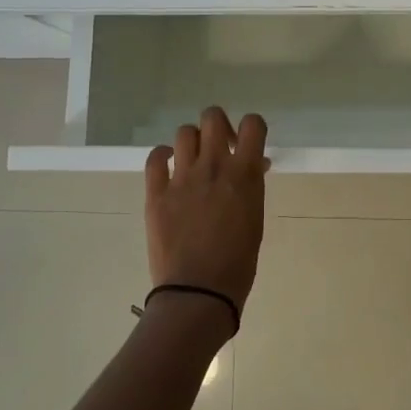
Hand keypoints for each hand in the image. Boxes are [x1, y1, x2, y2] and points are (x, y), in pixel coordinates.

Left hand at [144, 107, 267, 321]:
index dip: (252, 127)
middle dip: (219, 127)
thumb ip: (251, 186)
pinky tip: (169, 167)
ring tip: (194, 161)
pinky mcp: (157, 193)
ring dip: (193, 142)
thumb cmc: (238, 262)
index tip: (247, 144)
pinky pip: (155, 158)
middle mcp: (213, 166)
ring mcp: (182, 178)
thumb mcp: (255, 218)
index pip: (253, 124)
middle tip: (221, 148)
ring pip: (184, 133)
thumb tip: (252, 166)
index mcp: (244, 173)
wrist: (199, 292)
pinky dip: (162, 156)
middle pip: (212, 117)